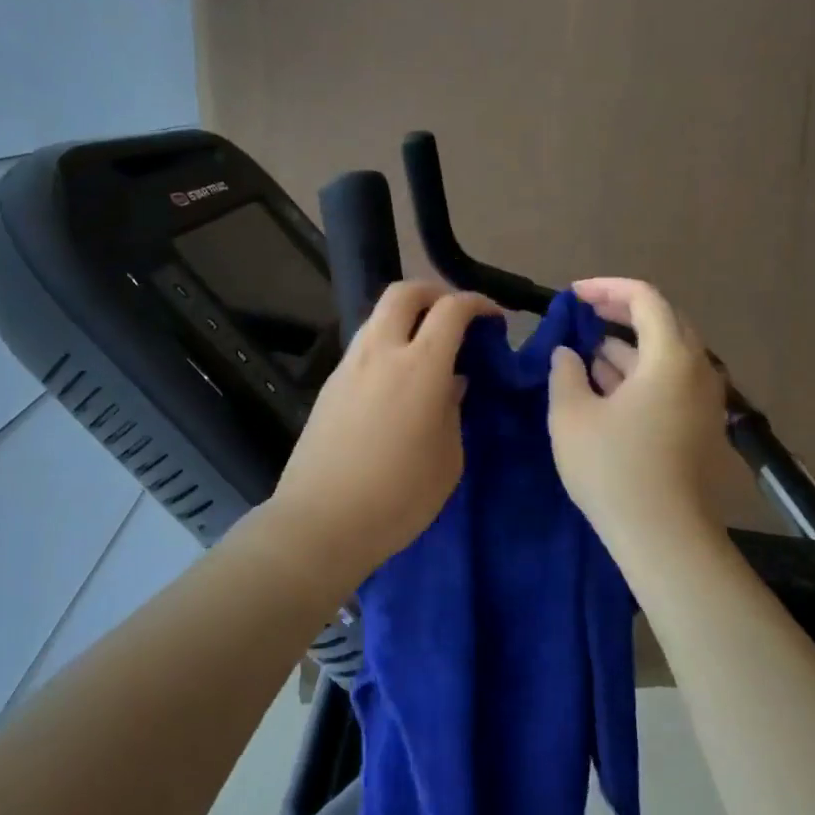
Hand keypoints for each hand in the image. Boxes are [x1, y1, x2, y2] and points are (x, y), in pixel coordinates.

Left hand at [270, 281, 499, 580]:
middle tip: (456, 314)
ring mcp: (350, 365)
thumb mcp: (448, 459)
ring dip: (407, 315)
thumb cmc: (398, 497)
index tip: (494, 319)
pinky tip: (398, 377)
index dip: (478, 303)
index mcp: (420, 367)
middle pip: (405, 291)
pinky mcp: (330, 384)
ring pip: (379, 314)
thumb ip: (454, 410)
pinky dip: (387, 342)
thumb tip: (451, 382)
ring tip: (427, 346)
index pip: (452, 309)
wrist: (320, 523)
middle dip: (435, 291)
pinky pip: (364, 343)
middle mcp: (381, 352)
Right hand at [547, 277, 727, 553]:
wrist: (666, 540)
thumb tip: (569, 354)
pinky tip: (605, 387)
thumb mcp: (571, 416)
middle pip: (662, 322)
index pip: (645, 298)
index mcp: (671, 357)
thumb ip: (565, 373)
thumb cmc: (614, 470)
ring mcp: (703, 401)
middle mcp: (697, 371)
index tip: (572, 295)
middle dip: (619, 313)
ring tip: (585, 352)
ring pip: (665, 356)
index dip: (606, 288)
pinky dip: (639, 374)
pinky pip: (669, 383)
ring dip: (626, 347)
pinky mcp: (699, 427)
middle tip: (582, 315)